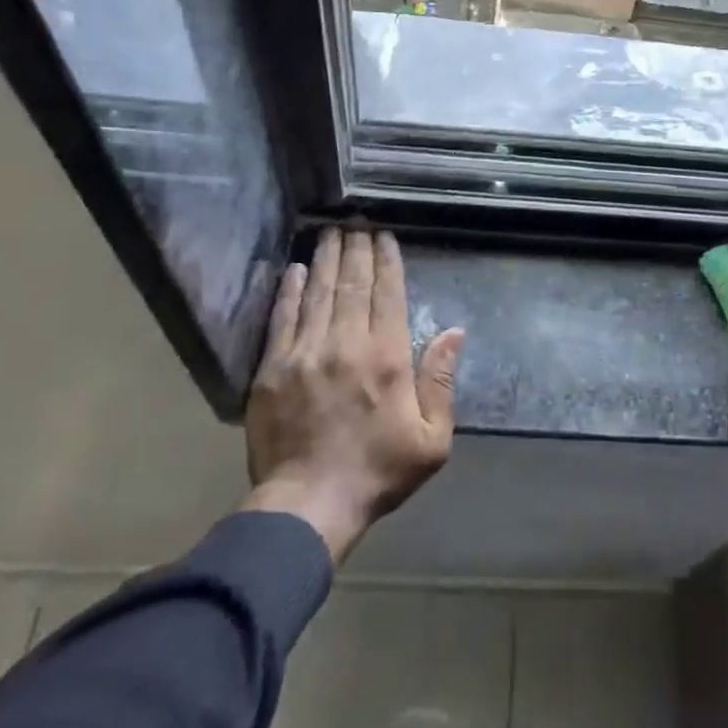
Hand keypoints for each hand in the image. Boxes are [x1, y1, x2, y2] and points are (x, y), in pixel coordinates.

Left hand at [242, 228, 464, 562]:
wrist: (308, 505)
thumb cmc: (378, 471)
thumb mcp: (431, 439)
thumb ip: (442, 381)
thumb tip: (455, 332)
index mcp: (386, 356)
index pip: (388, 294)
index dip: (387, 261)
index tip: (385, 236)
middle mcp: (346, 344)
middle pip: (353, 284)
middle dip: (357, 249)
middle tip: (357, 222)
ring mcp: (305, 353)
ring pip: (319, 293)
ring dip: (327, 259)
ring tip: (331, 232)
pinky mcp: (273, 369)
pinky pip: (282, 319)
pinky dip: (290, 290)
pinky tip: (297, 269)